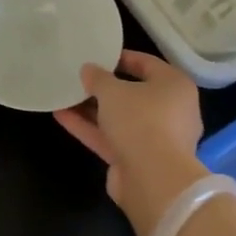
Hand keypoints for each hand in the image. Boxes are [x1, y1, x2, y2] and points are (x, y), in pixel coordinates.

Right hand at [54, 50, 206, 235]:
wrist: (153, 179)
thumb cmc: (141, 120)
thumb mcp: (113, 91)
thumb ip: (98, 77)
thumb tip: (88, 69)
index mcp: (174, 86)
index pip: (147, 64)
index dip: (120, 58)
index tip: (96, 56)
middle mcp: (170, 110)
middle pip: (133, 94)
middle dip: (103, 87)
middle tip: (78, 77)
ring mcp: (154, 138)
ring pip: (119, 118)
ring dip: (92, 109)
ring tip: (63, 96)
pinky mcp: (137, 159)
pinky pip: (111, 138)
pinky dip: (89, 128)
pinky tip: (61, 116)